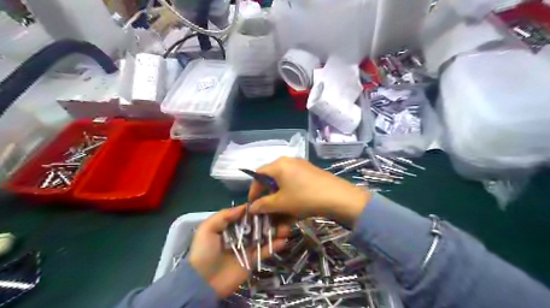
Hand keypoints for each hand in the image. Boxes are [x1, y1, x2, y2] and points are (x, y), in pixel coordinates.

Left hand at [190, 207, 289, 297]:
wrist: (203, 281)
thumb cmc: (204, 251)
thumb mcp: (207, 229)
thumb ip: (224, 215)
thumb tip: (245, 206)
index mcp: (230, 226)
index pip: (246, 215)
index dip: (257, 209)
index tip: (269, 202)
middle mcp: (241, 235)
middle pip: (258, 224)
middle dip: (269, 219)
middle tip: (282, 214)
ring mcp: (248, 247)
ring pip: (264, 236)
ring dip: (275, 231)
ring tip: (286, 226)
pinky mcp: (253, 260)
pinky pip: (265, 251)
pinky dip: (274, 246)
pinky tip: (283, 240)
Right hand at [249, 158, 368, 224]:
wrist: (338, 197)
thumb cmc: (304, 197)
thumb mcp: (281, 203)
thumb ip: (263, 205)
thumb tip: (251, 207)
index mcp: (279, 164)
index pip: (258, 174)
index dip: (253, 190)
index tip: (252, 204)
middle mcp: (289, 161)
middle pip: (272, 178)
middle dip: (268, 196)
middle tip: (267, 209)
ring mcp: (301, 166)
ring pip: (284, 182)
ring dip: (280, 198)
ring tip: (281, 213)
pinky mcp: (311, 172)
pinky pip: (295, 183)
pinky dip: (290, 194)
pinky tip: (294, 208)